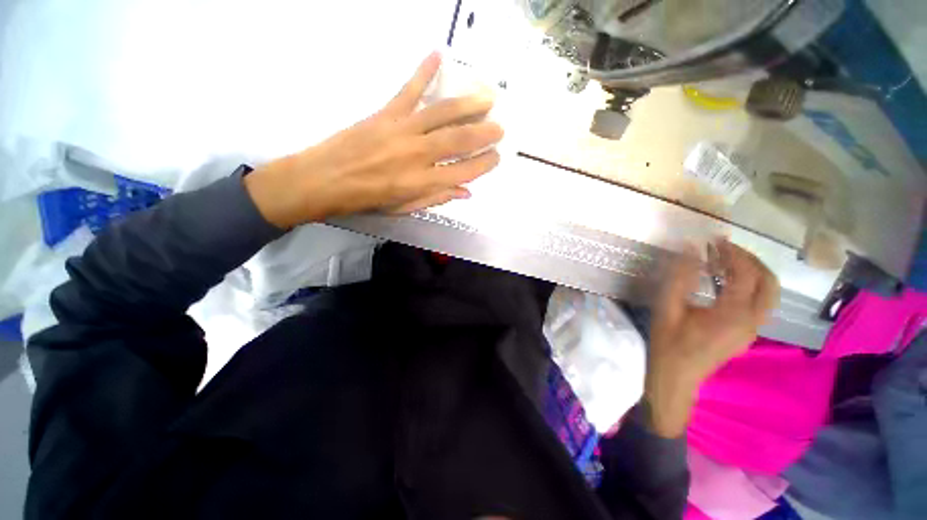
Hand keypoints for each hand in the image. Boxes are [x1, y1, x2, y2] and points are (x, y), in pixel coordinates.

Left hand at [245, 52, 503, 227]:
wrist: (325, 179)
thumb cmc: (367, 200)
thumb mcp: (405, 208)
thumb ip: (437, 198)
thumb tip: (466, 192)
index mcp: (422, 183)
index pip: (464, 172)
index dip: (484, 165)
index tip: (497, 158)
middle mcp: (417, 155)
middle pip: (459, 141)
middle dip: (484, 133)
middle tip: (501, 127)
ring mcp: (401, 130)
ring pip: (441, 114)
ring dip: (468, 104)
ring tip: (488, 96)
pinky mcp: (385, 113)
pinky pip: (408, 89)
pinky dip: (423, 71)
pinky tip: (437, 54)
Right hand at [644, 240, 779, 437]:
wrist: (676, 377)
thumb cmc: (669, 343)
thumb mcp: (668, 308)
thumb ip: (680, 278)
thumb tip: (690, 249)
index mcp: (733, 314)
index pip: (746, 274)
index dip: (733, 253)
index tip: (714, 240)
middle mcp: (752, 321)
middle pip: (769, 282)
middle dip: (751, 260)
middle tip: (725, 249)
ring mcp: (753, 329)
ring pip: (769, 293)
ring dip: (754, 272)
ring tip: (727, 261)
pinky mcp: (747, 333)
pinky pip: (759, 303)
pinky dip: (750, 285)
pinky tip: (726, 282)